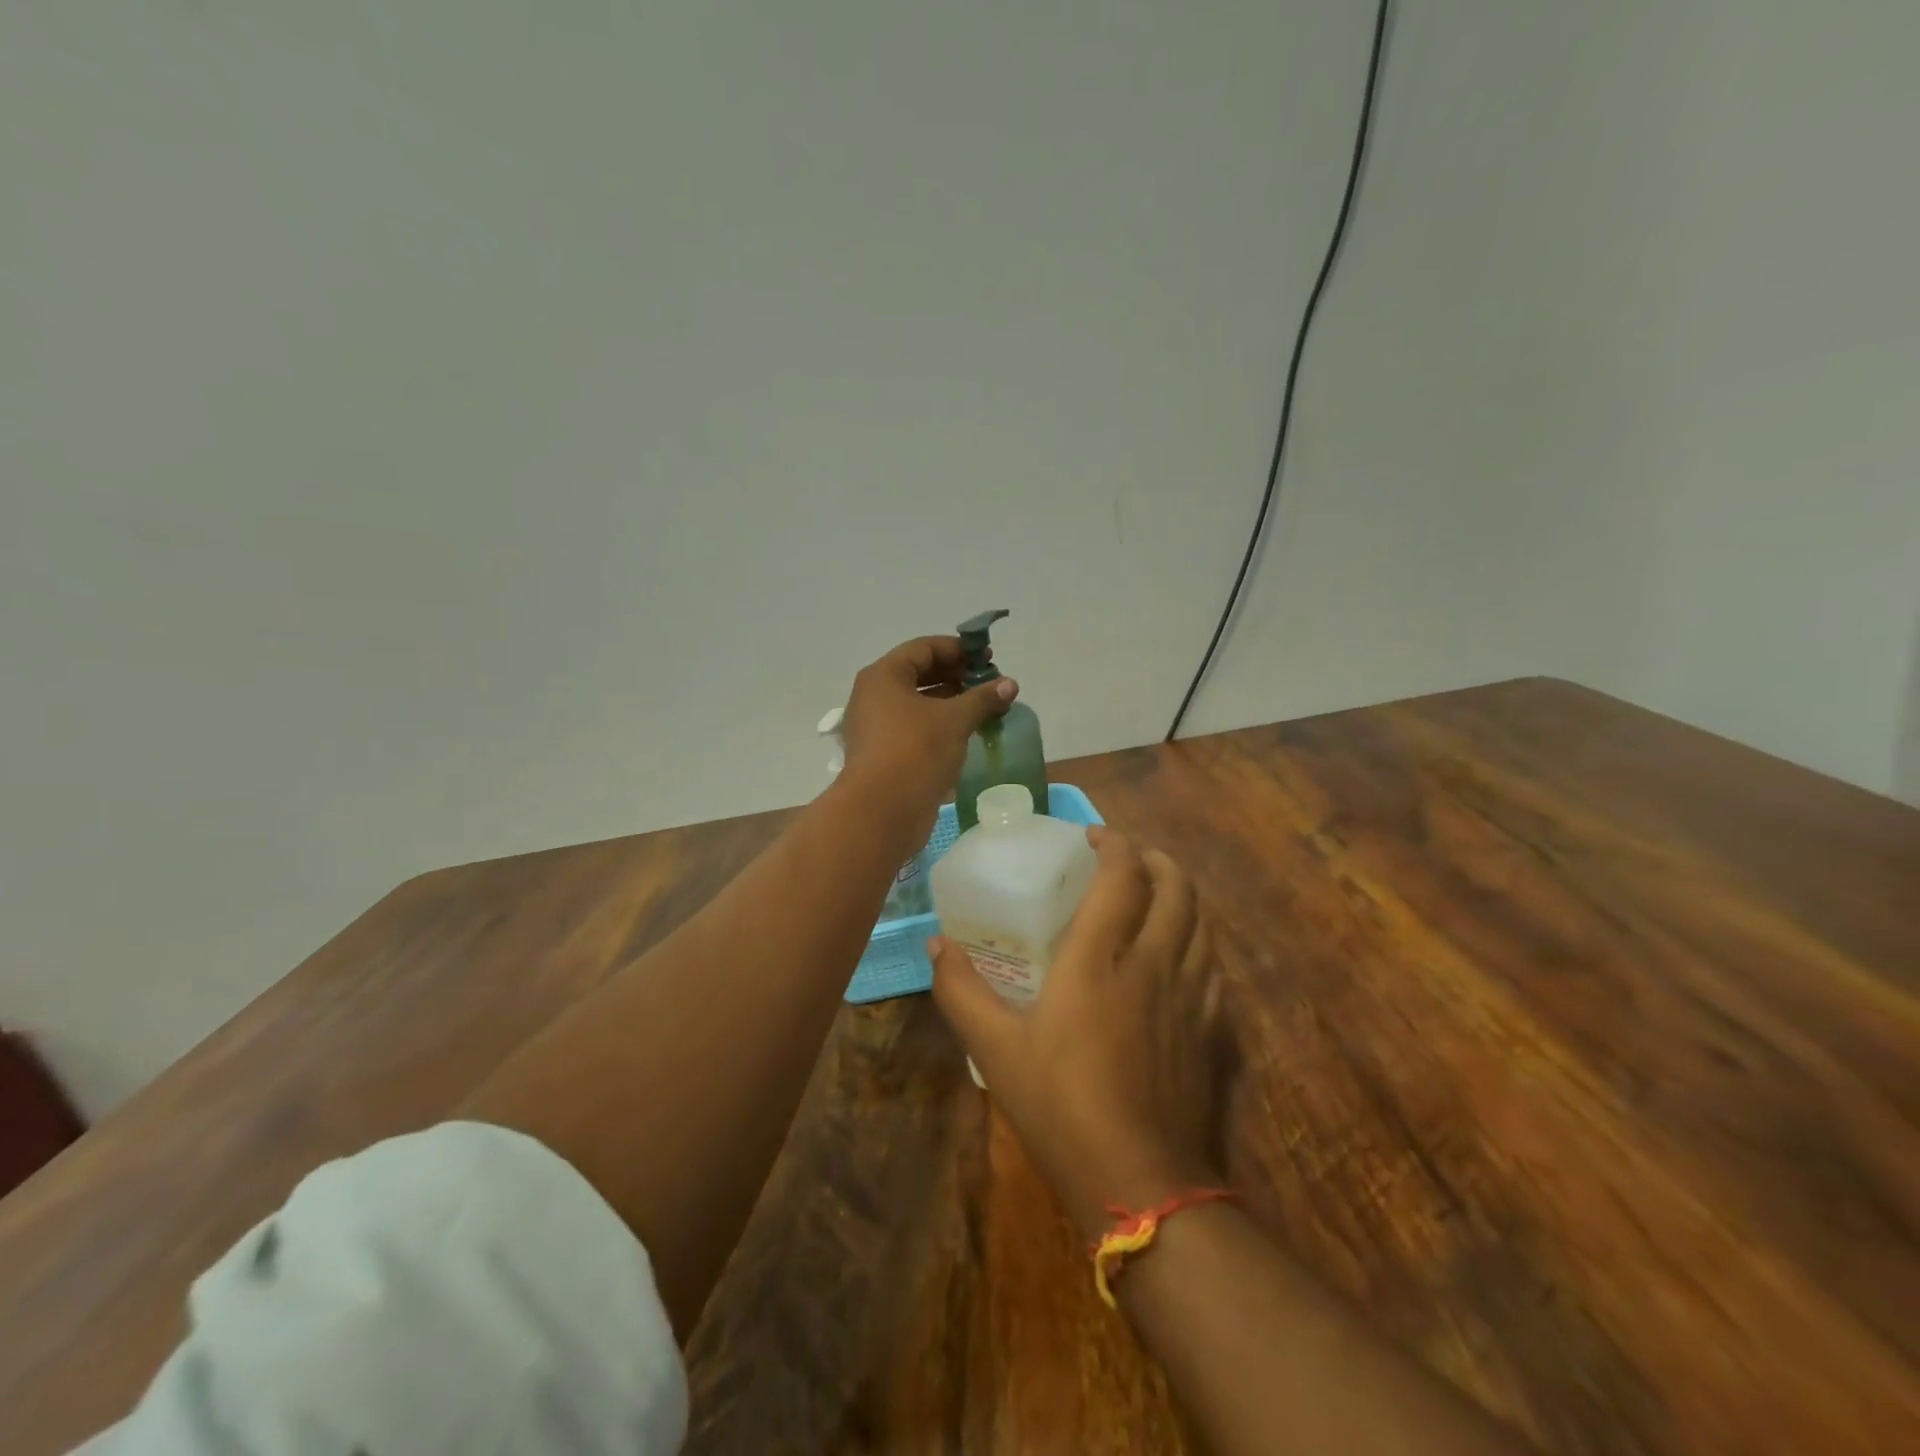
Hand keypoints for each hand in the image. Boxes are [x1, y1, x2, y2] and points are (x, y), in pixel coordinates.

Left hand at [840, 636, 1016, 842]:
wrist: (882, 812)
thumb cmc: (915, 751)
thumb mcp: (954, 720)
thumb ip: (982, 698)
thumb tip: (1010, 684)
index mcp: (884, 676)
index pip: (923, 648)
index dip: (958, 649)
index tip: (989, 658)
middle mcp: (875, 696)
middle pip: (920, 674)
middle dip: (957, 676)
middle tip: (990, 685)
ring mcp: (878, 727)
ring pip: (919, 704)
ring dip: (952, 703)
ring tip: (986, 709)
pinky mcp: (886, 754)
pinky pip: (917, 729)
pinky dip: (942, 726)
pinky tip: (969, 734)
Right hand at [929, 828, 1226, 1237]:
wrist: (1141, 1182)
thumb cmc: (1060, 1106)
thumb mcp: (995, 1050)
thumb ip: (961, 991)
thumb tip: (936, 944)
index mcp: (1100, 957)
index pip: (1122, 875)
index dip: (1114, 843)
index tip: (1093, 836)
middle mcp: (1153, 961)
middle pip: (1175, 885)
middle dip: (1155, 858)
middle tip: (1128, 859)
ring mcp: (1191, 994)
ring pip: (1202, 921)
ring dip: (1180, 893)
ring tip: (1154, 895)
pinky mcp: (1212, 1028)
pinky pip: (1213, 964)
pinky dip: (1198, 940)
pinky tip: (1180, 955)